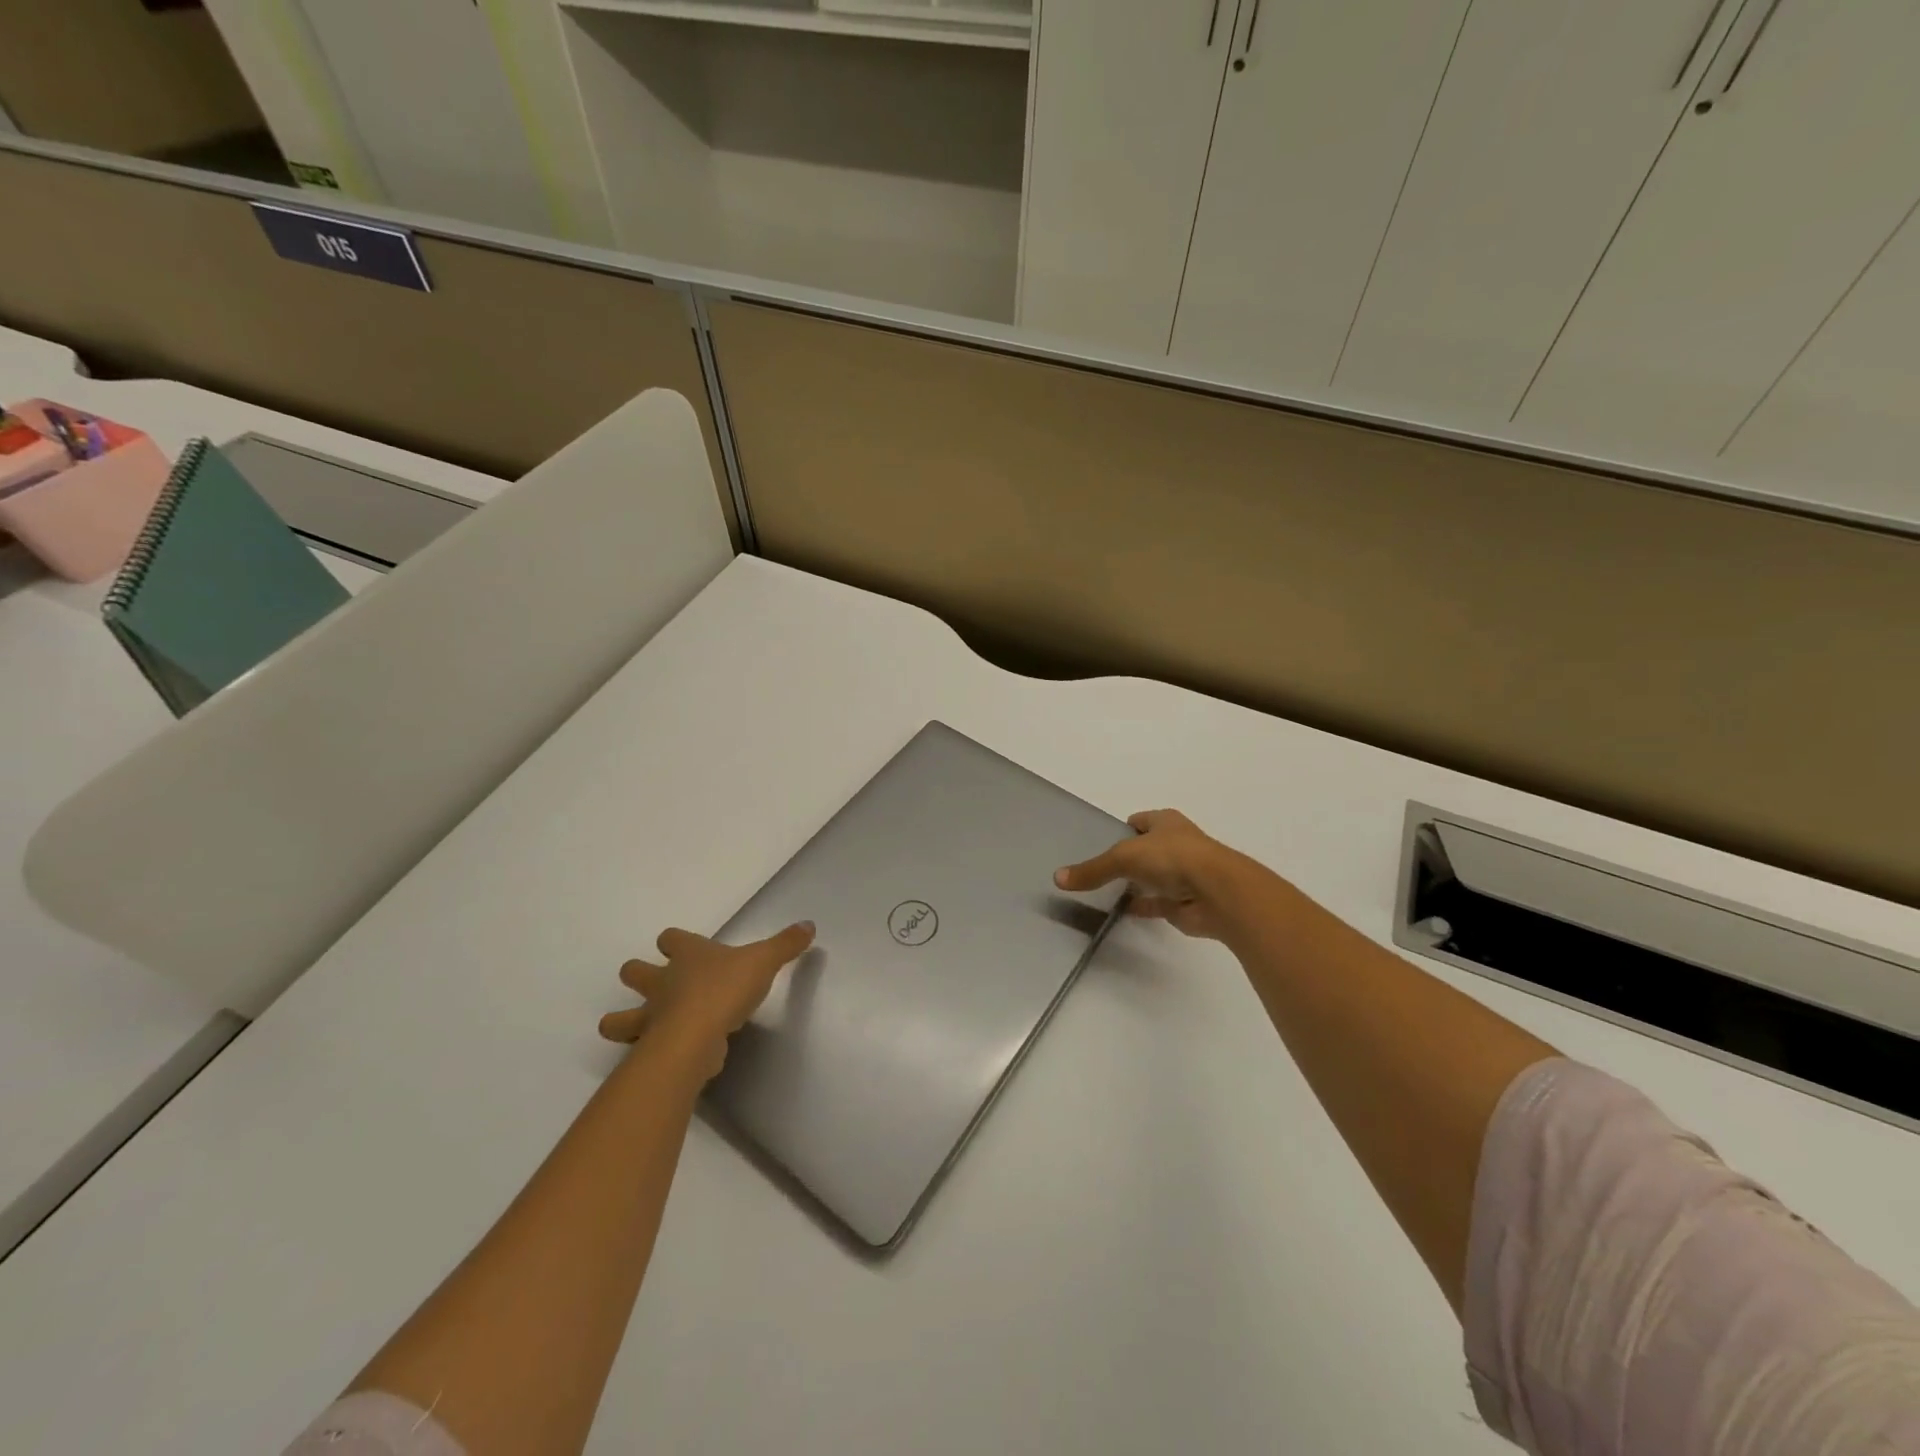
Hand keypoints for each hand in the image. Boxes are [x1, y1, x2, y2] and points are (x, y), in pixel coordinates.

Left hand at [599, 922, 815, 1077]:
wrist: (695, 1037)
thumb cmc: (725, 989)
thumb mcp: (764, 961)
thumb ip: (785, 944)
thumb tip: (808, 925)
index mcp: (687, 956)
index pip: (671, 939)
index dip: (673, 941)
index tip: (676, 945)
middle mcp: (662, 983)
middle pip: (634, 972)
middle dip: (637, 975)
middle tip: (652, 983)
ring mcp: (651, 1018)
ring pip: (619, 1019)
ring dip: (621, 1021)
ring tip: (633, 1026)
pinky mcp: (652, 1051)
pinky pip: (643, 1050)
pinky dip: (648, 1052)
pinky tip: (663, 1056)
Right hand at [1054, 809, 1250, 940]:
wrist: (1217, 893)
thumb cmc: (1172, 858)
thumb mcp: (1123, 856)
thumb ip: (1092, 869)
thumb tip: (1057, 878)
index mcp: (1166, 822)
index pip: (1138, 821)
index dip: (1120, 829)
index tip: (1099, 842)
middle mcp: (1176, 845)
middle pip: (1145, 850)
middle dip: (1127, 859)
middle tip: (1098, 870)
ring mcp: (1183, 875)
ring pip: (1153, 878)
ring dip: (1136, 884)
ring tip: (1105, 892)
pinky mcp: (1185, 902)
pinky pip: (1157, 904)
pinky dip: (1142, 906)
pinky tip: (1122, 911)